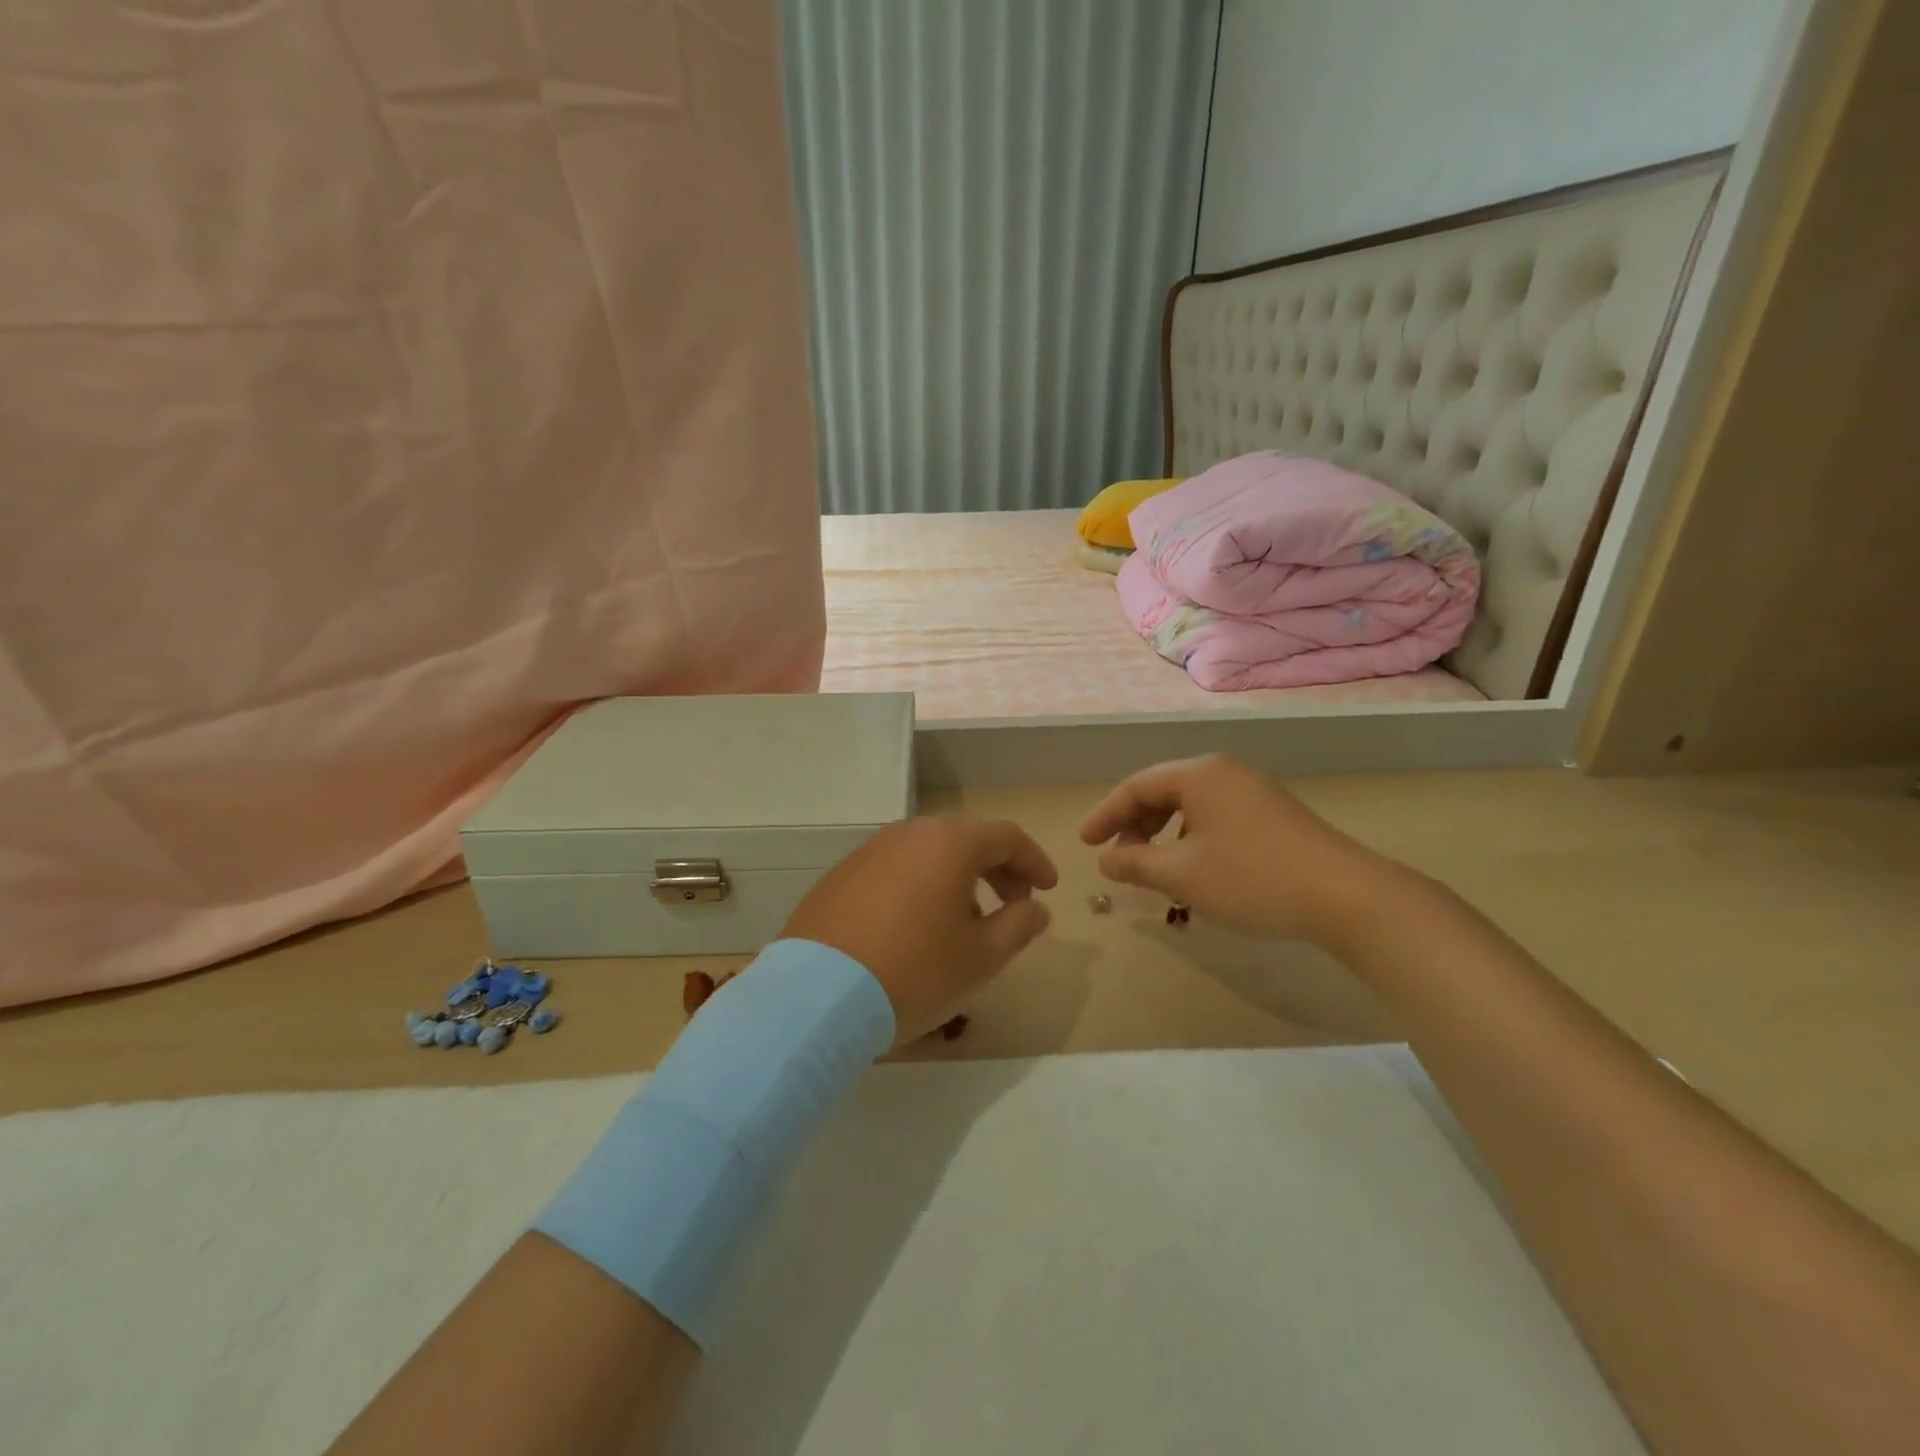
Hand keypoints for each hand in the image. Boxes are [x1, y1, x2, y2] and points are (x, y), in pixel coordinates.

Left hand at [782, 816, 1058, 1043]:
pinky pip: (894, 870)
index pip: (1007, 837)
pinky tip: (915, 927)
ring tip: (964, 921)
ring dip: (957, 878)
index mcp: (949, 844)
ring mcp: (869, 852)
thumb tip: (1035, 908)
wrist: (817, 997)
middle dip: (997, 869)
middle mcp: (908, 834)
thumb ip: (1018, 926)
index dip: (1034, 861)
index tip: (1047, 889)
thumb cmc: (914, 972)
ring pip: (927, 854)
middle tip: (1013, 905)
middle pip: (965, 840)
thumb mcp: (981, 957)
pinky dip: (919, 887)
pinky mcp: (840, 876)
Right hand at [1078, 754, 1400, 947]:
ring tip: (1152, 868)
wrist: (1345, 896)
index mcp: (1199, 774)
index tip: (1085, 844)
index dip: (1105, 815)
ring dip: (1162, 835)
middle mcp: (1224, 773)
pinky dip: (1191, 839)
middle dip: (1134, 825)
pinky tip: (1195, 869)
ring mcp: (1253, 792)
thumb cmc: (1251, 878)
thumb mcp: (1181, 874)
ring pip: (1190, 807)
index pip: (1136, 786)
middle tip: (1117, 858)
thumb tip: (1106, 859)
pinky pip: (1215, 818)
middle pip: (1163, 792)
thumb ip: (1134, 863)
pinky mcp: (1273, 815)